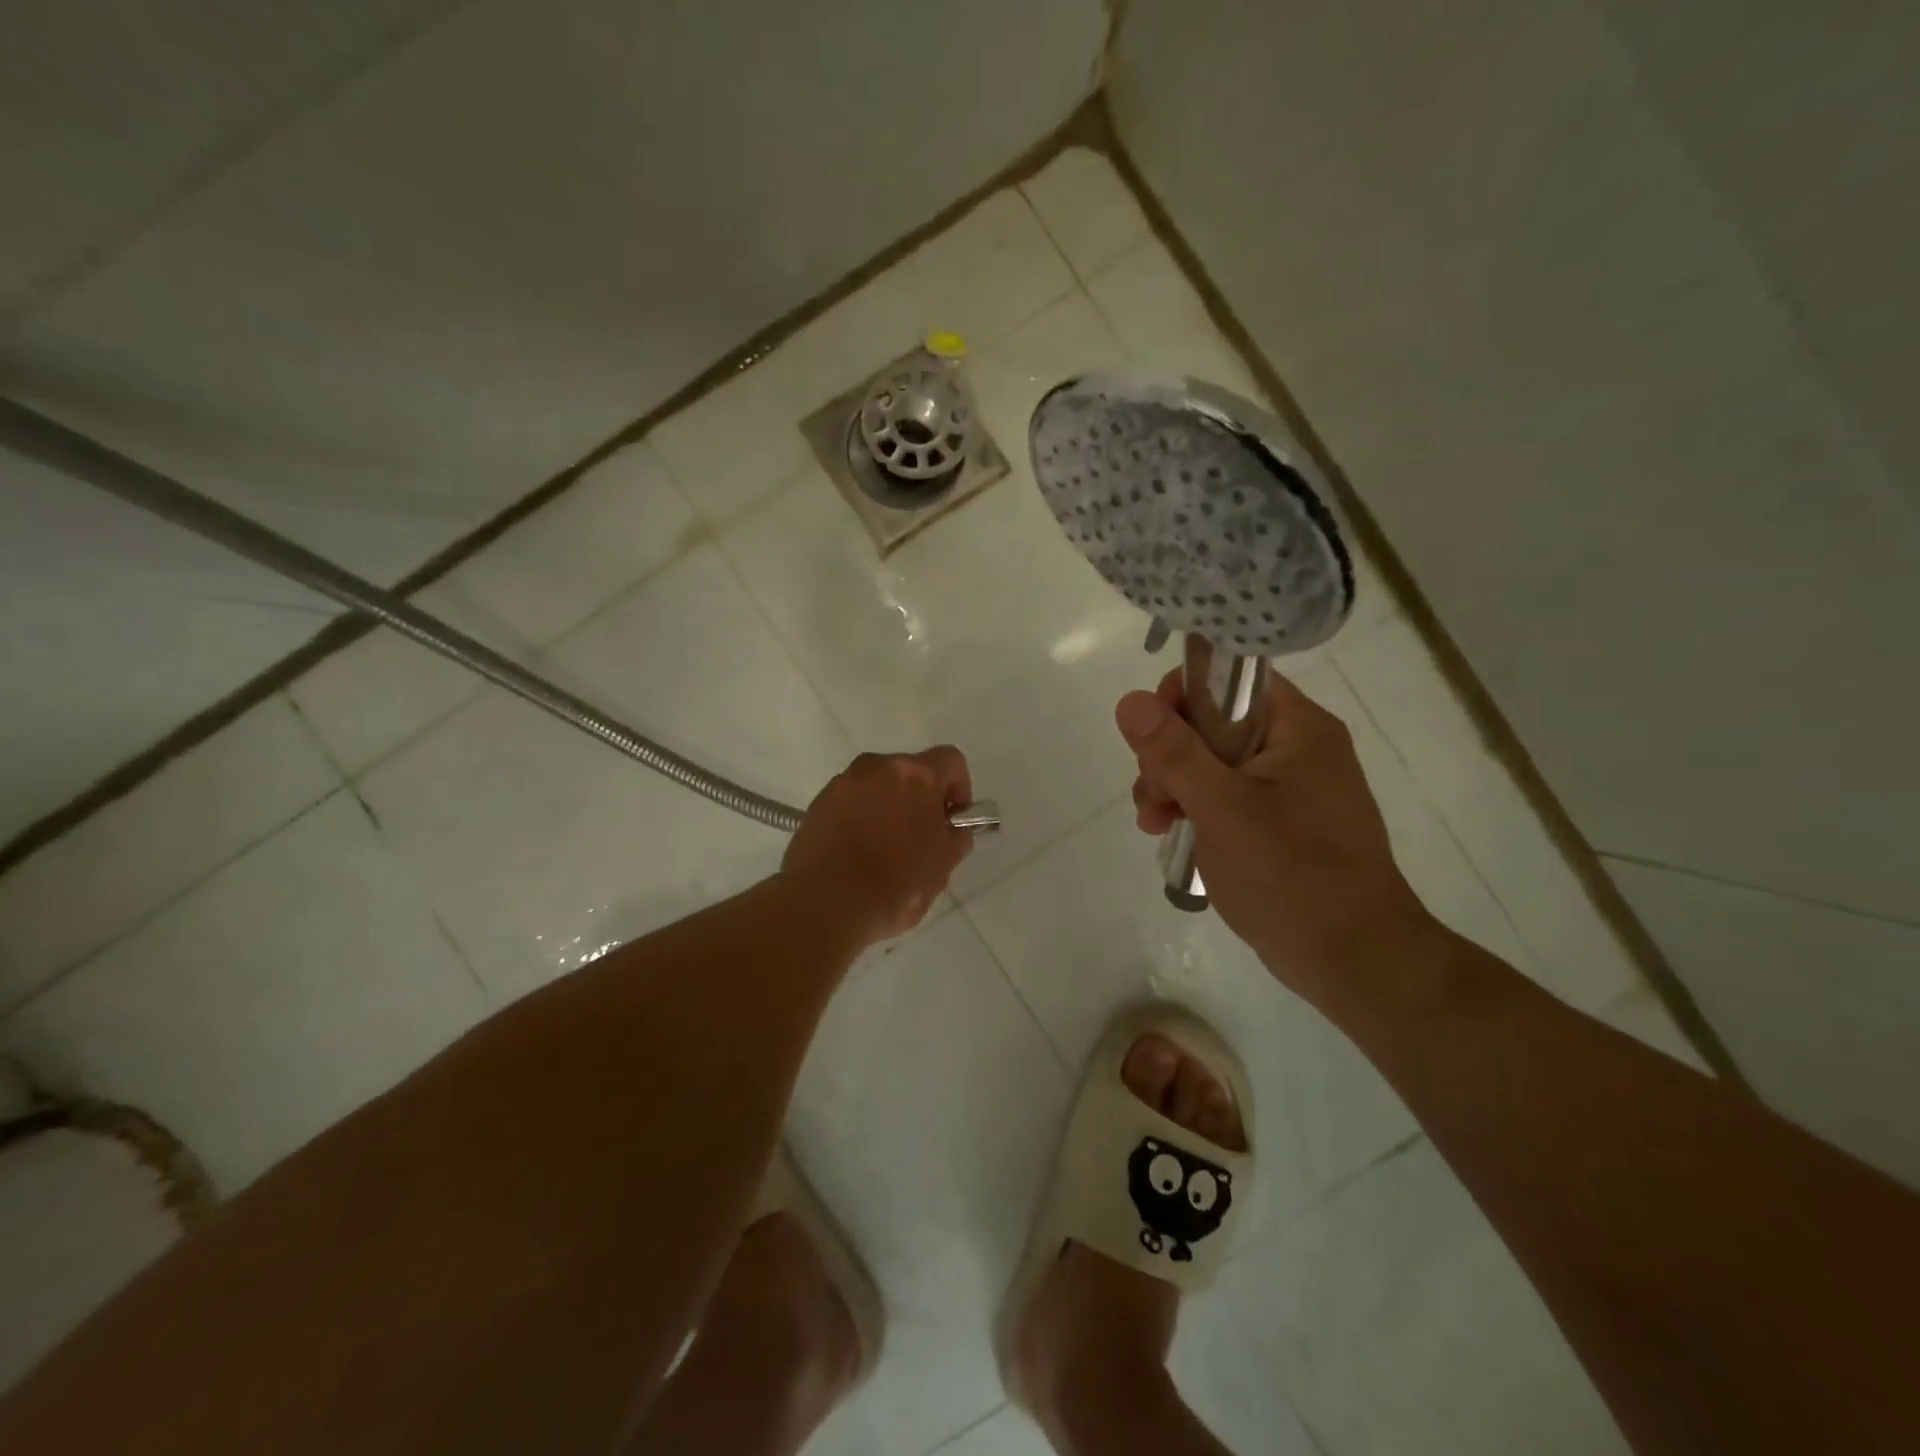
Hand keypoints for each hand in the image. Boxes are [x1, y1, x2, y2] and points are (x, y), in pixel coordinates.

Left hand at [782, 747, 974, 944]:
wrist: (826, 904)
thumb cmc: (896, 884)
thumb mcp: (943, 866)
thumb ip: (955, 838)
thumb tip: (951, 830)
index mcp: (916, 775)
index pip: (951, 761)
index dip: (959, 788)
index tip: (952, 820)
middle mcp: (878, 767)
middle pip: (909, 772)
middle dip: (919, 799)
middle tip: (920, 839)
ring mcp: (843, 783)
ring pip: (877, 787)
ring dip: (886, 808)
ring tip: (883, 850)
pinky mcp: (817, 804)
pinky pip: (849, 803)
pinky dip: (858, 819)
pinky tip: (856, 855)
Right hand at [1117, 670, 1435, 1005]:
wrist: (1354, 960)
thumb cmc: (1291, 876)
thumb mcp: (1222, 809)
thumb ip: (1174, 753)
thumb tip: (1130, 701)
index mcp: (1297, 727)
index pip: (1229, 678)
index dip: (1181, 697)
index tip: (1152, 739)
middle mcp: (1296, 746)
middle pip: (1212, 721)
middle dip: (1168, 754)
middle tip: (1155, 797)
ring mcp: (1288, 786)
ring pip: (1210, 761)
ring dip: (1172, 784)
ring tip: (1155, 824)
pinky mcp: (1278, 820)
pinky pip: (1223, 794)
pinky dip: (1193, 808)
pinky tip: (1170, 834)